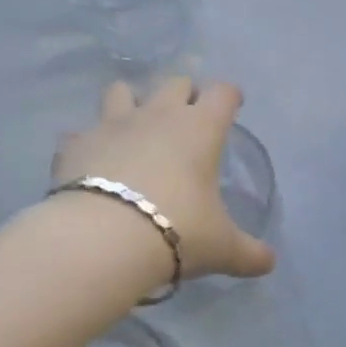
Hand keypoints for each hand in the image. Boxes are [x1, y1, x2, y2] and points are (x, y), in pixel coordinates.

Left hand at [53, 77, 276, 280]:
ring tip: (134, 128)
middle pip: (175, 82)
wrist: (103, 239)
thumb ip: (248, 253)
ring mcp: (113, 124)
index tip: (232, 106)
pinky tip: (90, 161)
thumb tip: (269, 263)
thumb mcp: (221, 247)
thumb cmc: (178, 230)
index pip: (222, 92)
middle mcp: (159, 115)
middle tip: (186, 118)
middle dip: (183, 94)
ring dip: (130, 102)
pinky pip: (80, 133)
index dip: (229, 96)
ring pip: (121, 91)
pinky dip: (86, 142)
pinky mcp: (76, 143)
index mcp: (201, 128)